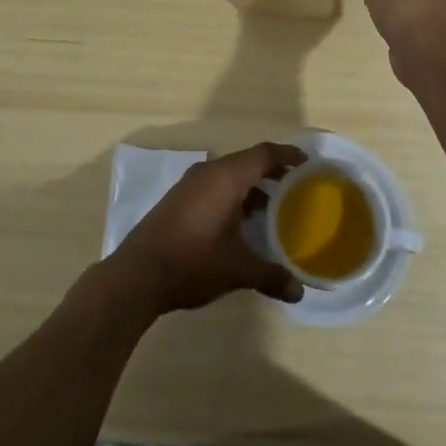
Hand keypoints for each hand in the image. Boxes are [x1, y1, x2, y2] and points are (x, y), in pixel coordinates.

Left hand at [105, 142, 307, 314]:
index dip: (288, 156)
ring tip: (271, 208)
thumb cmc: (193, 261)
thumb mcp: (238, 270)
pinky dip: (232, 195)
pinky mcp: (178, 200)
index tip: (307, 164)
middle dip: (272, 172)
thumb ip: (271, 276)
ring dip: (251, 186)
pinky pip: (214, 186)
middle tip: (295, 187)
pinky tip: (239, 223)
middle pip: (247, 161)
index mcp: (227, 177)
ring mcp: (190, 185)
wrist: (137, 274)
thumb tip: (299, 292)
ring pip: (229, 175)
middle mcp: (209, 173)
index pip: (264, 154)